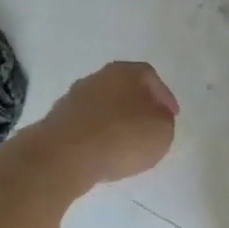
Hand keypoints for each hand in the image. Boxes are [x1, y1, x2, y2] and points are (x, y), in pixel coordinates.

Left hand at [42, 61, 178, 182]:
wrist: (65, 155)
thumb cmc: (122, 137)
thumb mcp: (162, 132)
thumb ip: (163, 121)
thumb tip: (155, 118)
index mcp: (125, 72)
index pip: (150, 77)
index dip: (164, 97)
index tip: (171, 116)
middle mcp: (98, 77)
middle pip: (124, 88)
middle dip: (138, 106)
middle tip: (148, 126)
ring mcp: (73, 98)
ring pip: (103, 106)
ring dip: (115, 121)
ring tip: (125, 144)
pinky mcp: (57, 121)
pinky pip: (86, 125)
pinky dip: (97, 135)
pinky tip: (102, 152)